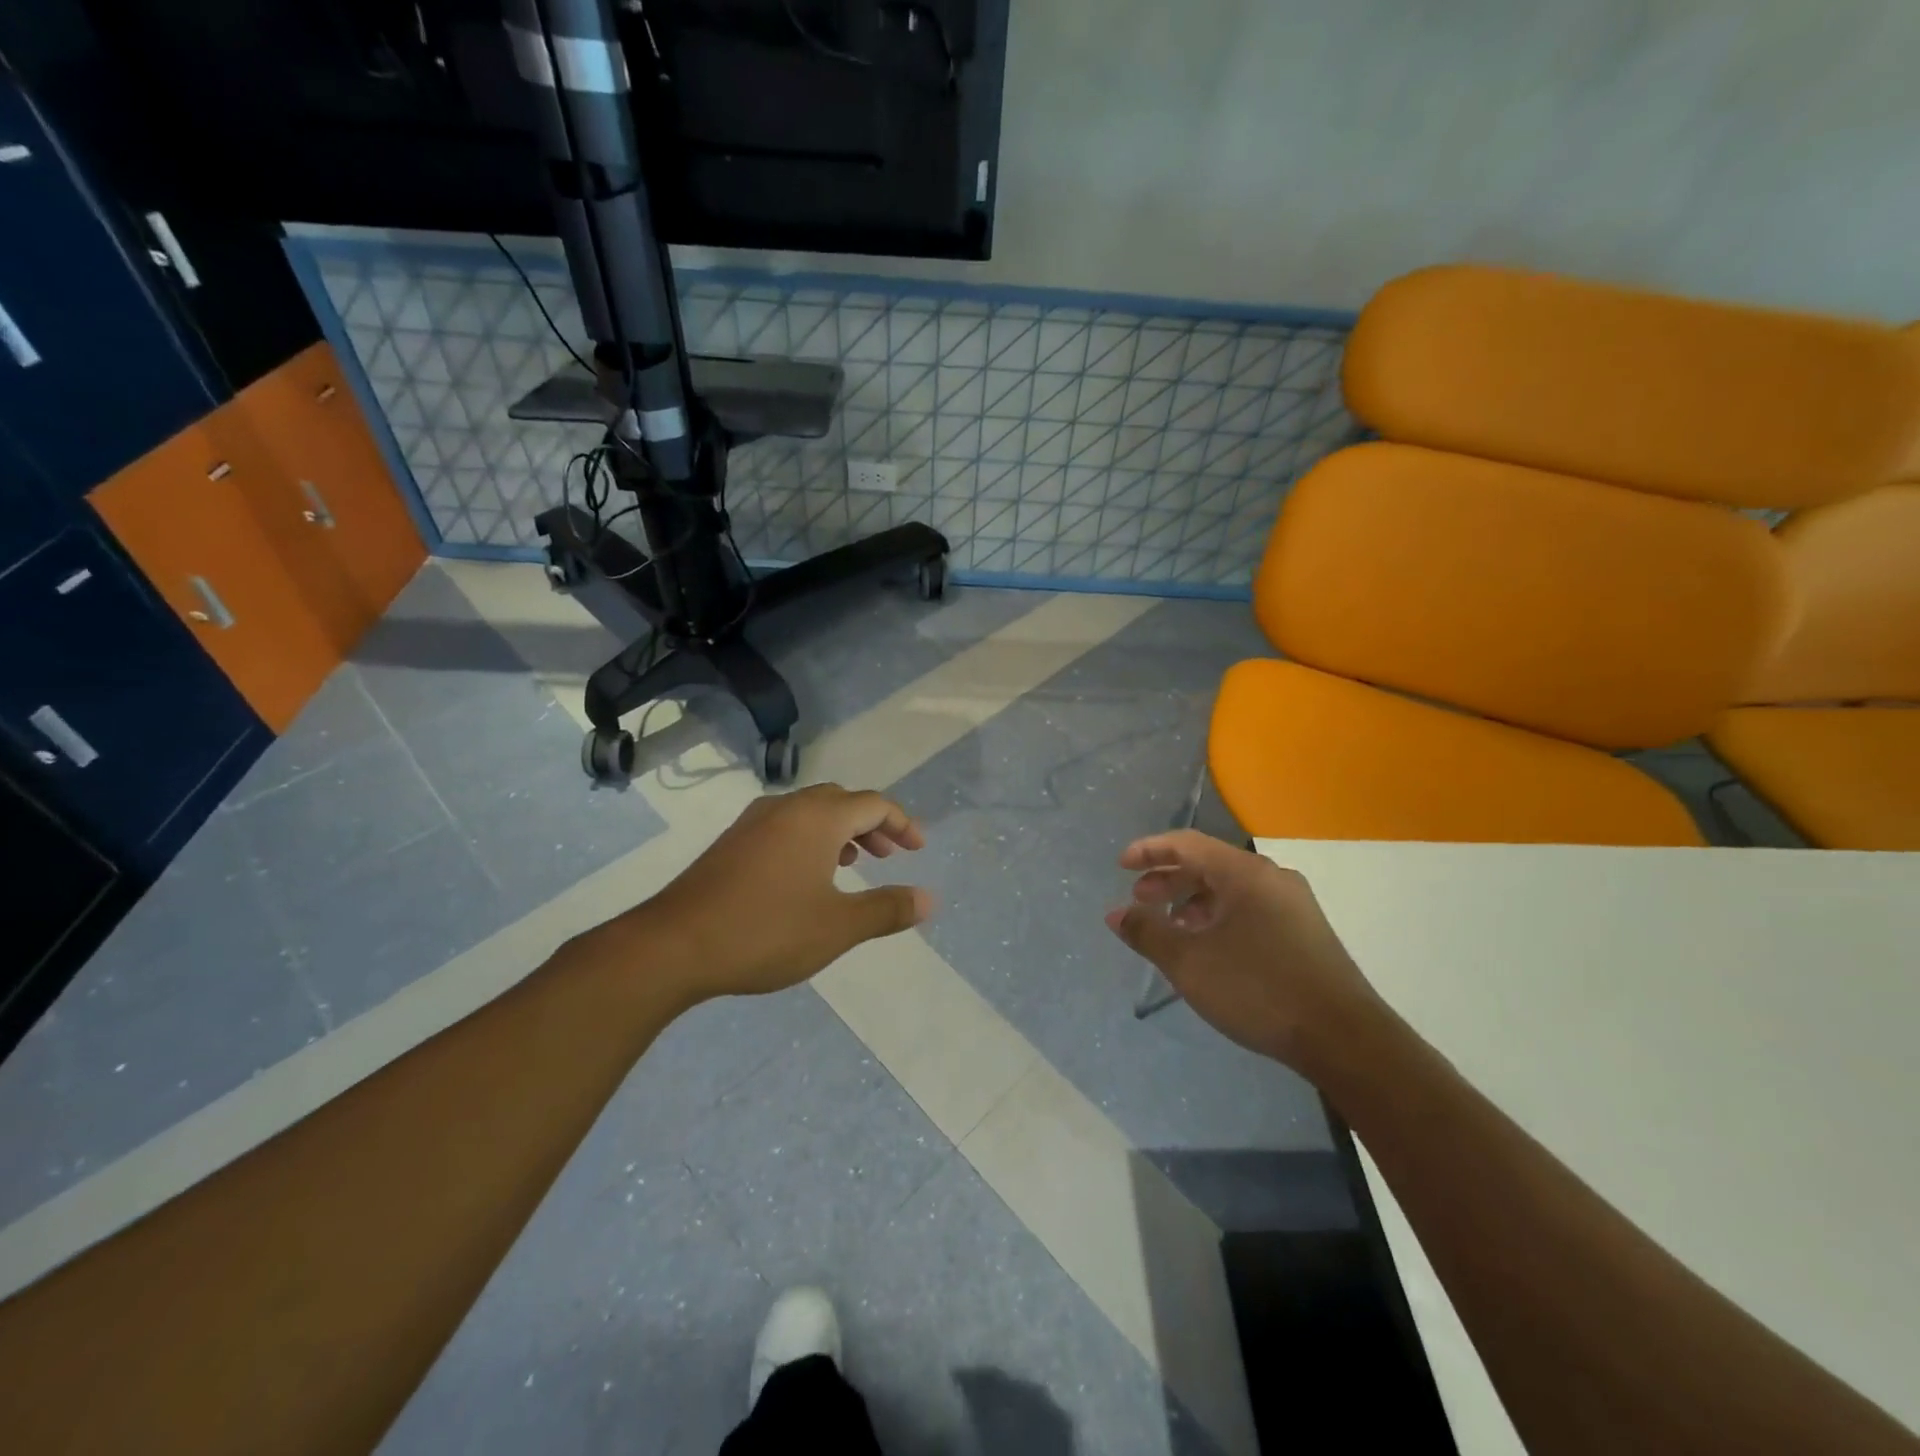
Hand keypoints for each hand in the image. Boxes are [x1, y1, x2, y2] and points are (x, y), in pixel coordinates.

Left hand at [624, 784, 932, 1001]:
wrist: (673, 945)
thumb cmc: (766, 931)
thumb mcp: (838, 927)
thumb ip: (887, 909)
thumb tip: (929, 899)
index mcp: (818, 817)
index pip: (874, 803)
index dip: (902, 823)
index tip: (918, 849)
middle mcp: (787, 808)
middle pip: (842, 801)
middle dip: (873, 824)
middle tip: (890, 855)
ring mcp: (754, 822)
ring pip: (811, 811)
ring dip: (841, 830)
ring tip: (854, 863)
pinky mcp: (732, 842)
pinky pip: (785, 825)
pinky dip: (811, 838)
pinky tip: (807, 875)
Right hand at [1106, 830, 1378, 1070]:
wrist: (1345, 1038)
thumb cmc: (1259, 990)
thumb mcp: (1190, 963)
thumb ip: (1147, 933)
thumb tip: (1116, 914)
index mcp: (1244, 873)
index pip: (1187, 844)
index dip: (1149, 851)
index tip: (1121, 866)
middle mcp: (1271, 878)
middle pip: (1209, 864)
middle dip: (1169, 879)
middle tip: (1140, 900)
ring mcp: (1293, 904)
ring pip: (1230, 888)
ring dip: (1193, 901)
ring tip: (1171, 928)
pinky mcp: (1304, 931)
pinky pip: (1250, 908)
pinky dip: (1219, 917)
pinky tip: (1209, 947)